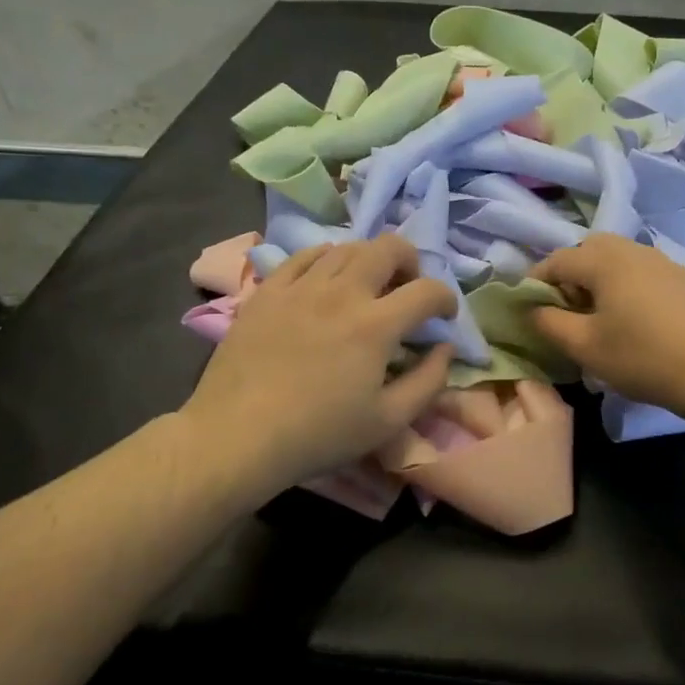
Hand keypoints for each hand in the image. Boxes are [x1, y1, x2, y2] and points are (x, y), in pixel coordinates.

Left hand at [184, 236, 456, 495]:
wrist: (237, 436)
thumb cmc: (319, 434)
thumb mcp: (388, 421)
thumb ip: (429, 382)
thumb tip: (445, 349)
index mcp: (376, 325)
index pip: (427, 291)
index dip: (446, 299)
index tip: (444, 317)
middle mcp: (341, 292)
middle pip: (389, 248)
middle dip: (411, 261)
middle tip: (408, 288)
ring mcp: (300, 287)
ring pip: (346, 247)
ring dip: (370, 260)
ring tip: (368, 286)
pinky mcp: (268, 292)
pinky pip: (303, 256)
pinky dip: (326, 259)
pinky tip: (325, 280)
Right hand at [530, 234, 684, 420]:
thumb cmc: (643, 358)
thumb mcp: (585, 347)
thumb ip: (549, 323)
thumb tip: (532, 309)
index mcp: (605, 261)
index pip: (557, 260)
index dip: (536, 282)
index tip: (530, 308)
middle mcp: (634, 250)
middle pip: (590, 250)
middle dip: (571, 275)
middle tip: (567, 310)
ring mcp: (665, 261)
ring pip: (620, 259)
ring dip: (601, 279)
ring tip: (602, 316)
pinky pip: (645, 272)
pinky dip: (629, 286)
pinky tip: (638, 320)